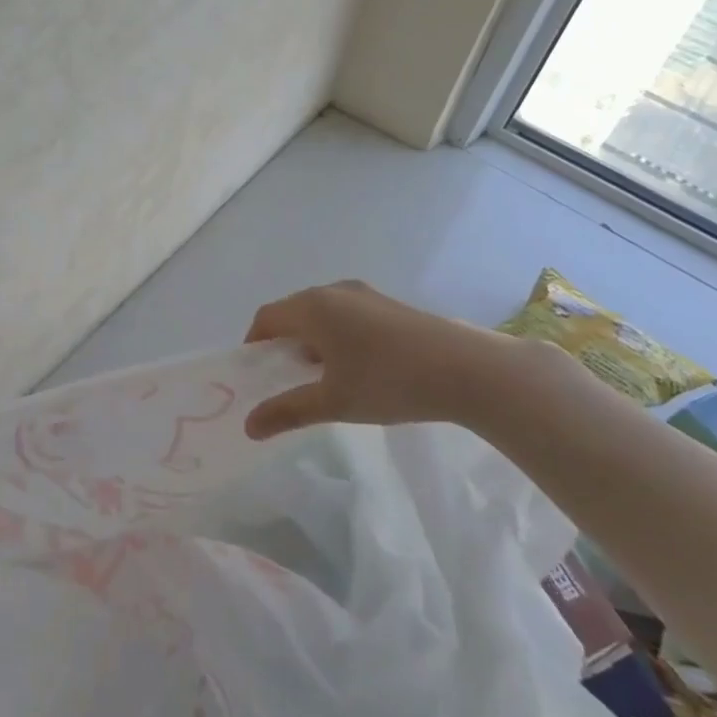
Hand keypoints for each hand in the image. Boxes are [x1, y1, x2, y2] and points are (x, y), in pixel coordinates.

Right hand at [242, 281, 544, 439]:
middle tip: (284, 378)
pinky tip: (356, 366)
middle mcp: (333, 291)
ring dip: (311, 338)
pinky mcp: (389, 304)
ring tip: (321, 376)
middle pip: (292, 311)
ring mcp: (365, 293)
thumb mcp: (334, 402)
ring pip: (321, 312)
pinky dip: (336, 334)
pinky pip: (346, 313)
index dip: (254, 343)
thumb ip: (288, 411)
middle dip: (282, 342)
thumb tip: (249, 426)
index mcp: (313, 307)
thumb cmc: (389, 381)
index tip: (256, 374)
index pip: (267, 317)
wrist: (468, 369)